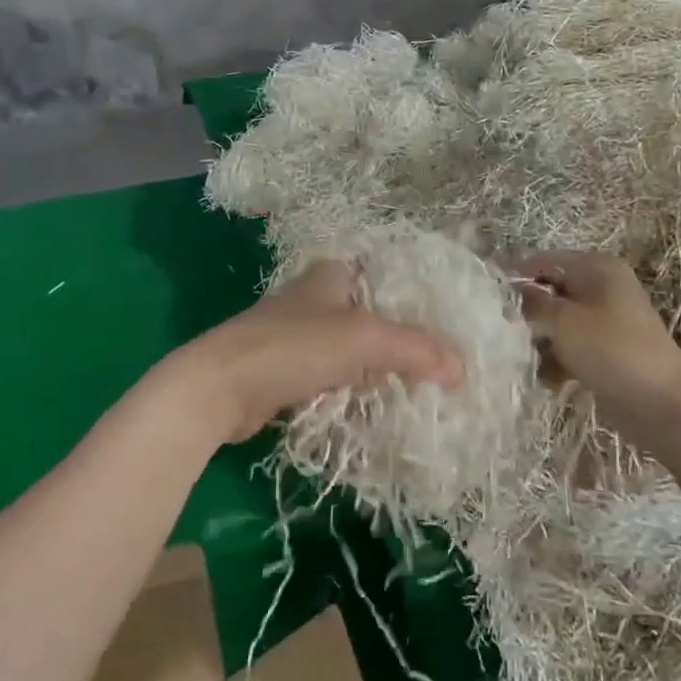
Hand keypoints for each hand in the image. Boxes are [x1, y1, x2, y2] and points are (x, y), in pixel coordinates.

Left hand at [161, 260, 464, 445]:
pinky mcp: (283, 370)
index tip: (446, 328)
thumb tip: (462, 369)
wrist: (218, 388)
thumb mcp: (364, 339)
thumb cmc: (294, 346)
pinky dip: (351, 389)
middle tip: (438, 365)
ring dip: (377, 368)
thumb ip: (415, 349)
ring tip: (416, 389)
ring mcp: (296, 335)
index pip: (386, 277)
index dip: (416, 299)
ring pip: (351, 348)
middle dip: (400, 339)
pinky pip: (330, 376)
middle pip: (371, 314)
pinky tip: (373, 406)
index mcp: (331, 274)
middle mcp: (314, 297)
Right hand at [514, 252, 680, 454]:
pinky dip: (557, 361)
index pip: (544, 260)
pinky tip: (548, 380)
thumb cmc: (612, 351)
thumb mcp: (564, 321)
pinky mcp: (605, 351)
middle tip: (501, 332)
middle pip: (550, 291)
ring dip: (539, 340)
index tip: (485, 297)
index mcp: (596, 268)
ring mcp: (605, 321)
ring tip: (524, 359)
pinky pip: (570, 348)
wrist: (663, 406)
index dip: (515, 275)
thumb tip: (511, 291)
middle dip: (526, 312)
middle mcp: (601, 288)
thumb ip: (533, 302)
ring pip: (557, 322)